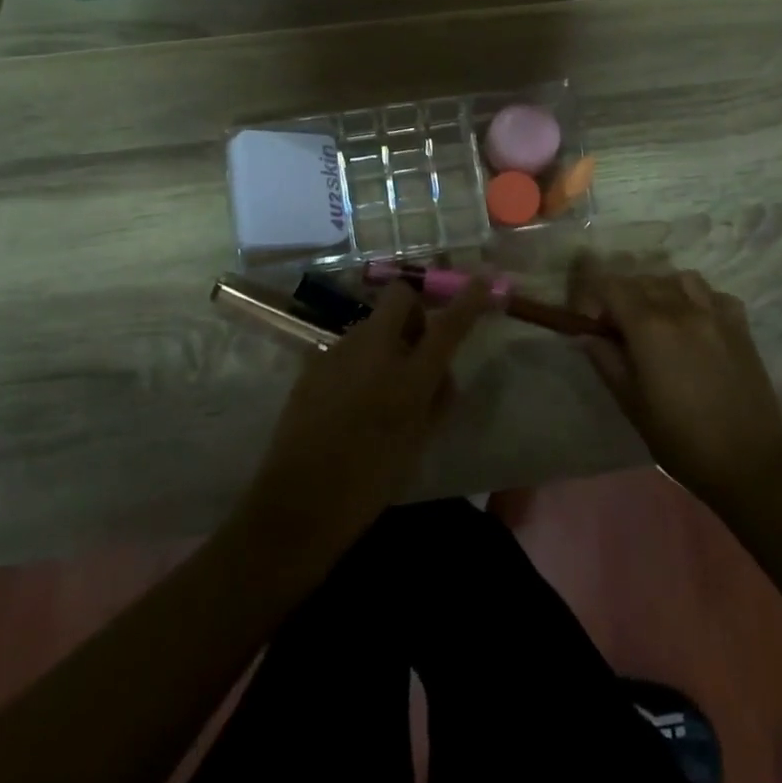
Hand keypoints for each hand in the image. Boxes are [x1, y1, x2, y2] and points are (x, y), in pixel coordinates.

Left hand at [233, 279, 491, 564]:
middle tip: (417, 345)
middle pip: (399, 296)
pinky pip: (348, 348)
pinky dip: (360, 360)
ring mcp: (339, 351)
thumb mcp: (418, 444)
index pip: (447, 326)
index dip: (469, 300)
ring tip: (381, 386)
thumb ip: (436, 400)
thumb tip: (441, 372)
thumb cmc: (369, 481)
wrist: (298, 502)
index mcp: (408, 377)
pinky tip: (351, 398)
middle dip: (414, 309)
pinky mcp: (314, 362)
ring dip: (386, 340)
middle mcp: (373, 350)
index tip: (483, 280)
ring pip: (372, 324)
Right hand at [570, 254, 781, 504]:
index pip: (610, 286)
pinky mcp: (741, 327)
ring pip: (680, 279)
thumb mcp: (631, 403)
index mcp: (649, 327)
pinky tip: (695, 325)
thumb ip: (606, 360)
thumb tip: (587, 335)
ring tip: (658, 319)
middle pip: (643, 280)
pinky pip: (714, 295)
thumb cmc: (680, 439)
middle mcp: (682, 309)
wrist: (748, 464)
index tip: (591, 322)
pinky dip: (699, 301)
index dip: (593, 297)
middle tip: (618, 329)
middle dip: (623, 297)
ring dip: (661, 291)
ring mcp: (715, 315)